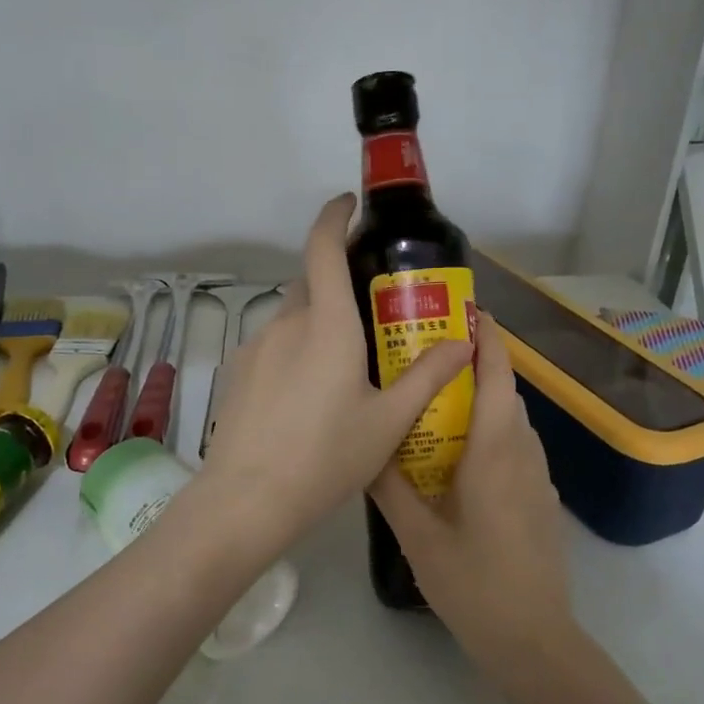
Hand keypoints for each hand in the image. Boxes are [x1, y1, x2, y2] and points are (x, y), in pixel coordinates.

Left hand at [195, 194, 471, 556]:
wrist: (248, 500)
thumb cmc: (326, 457)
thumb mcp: (389, 421)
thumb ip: (428, 376)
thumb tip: (465, 342)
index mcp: (326, 324)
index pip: (323, 247)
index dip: (335, 216)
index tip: (350, 203)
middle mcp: (287, 323)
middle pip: (311, 281)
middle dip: (338, 278)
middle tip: (371, 307)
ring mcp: (256, 347)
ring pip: (292, 315)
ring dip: (317, 320)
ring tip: (344, 362)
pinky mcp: (239, 372)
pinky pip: (274, 344)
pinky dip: (296, 348)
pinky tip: (308, 393)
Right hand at [368, 325, 572, 653]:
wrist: (533, 639)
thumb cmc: (473, 583)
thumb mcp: (417, 534)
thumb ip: (390, 486)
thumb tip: (364, 445)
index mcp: (496, 450)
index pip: (498, 374)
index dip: (486, 337)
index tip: (463, 311)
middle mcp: (524, 452)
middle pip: (505, 392)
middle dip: (474, 366)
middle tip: (425, 359)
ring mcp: (538, 477)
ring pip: (512, 421)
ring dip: (483, 401)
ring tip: (436, 403)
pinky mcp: (540, 499)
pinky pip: (516, 448)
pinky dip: (491, 433)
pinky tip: (458, 457)